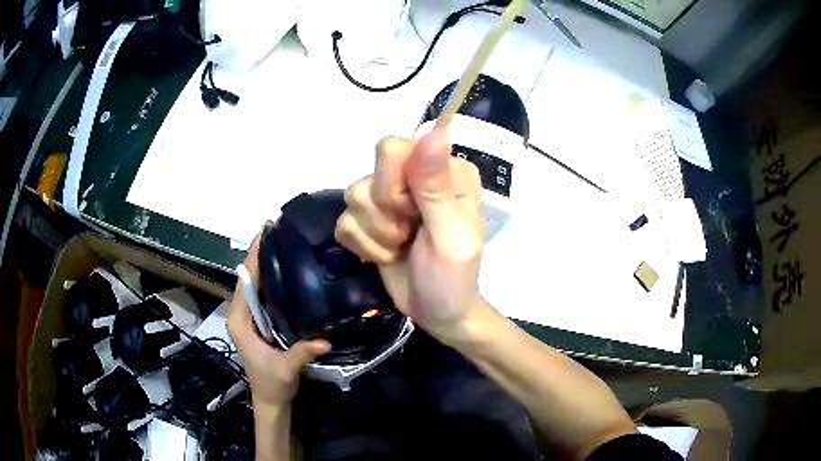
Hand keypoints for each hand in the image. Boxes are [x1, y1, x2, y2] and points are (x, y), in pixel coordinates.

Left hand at [227, 234, 330, 409]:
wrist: (270, 400)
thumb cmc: (272, 384)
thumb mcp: (285, 369)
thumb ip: (301, 353)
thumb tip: (325, 339)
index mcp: (239, 321)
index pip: (244, 283)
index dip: (253, 258)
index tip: (264, 234)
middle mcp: (240, 314)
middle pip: (247, 279)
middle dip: (259, 255)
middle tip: (278, 233)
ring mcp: (248, 318)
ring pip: (253, 285)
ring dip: (264, 266)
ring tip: (282, 245)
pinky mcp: (257, 322)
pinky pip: (261, 295)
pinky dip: (270, 281)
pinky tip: (285, 272)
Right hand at [335, 131, 489, 343]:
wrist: (438, 312)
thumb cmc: (452, 277)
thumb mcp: (450, 235)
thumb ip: (437, 184)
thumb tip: (435, 128)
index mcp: (443, 169)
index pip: (392, 149)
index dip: (393, 186)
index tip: (413, 214)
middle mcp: (415, 173)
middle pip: (369, 174)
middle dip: (385, 214)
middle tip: (409, 234)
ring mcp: (389, 196)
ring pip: (352, 197)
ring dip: (376, 234)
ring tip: (401, 247)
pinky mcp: (369, 219)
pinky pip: (343, 222)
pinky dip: (364, 246)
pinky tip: (387, 255)